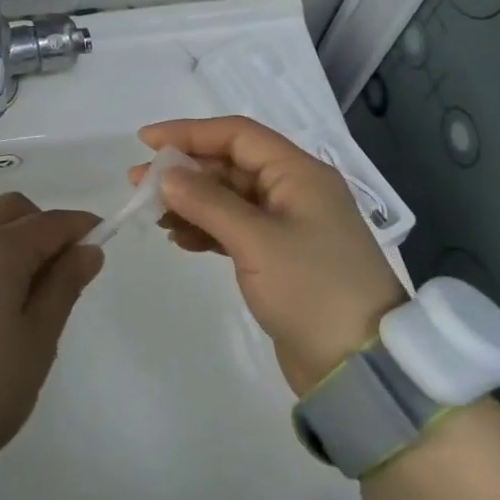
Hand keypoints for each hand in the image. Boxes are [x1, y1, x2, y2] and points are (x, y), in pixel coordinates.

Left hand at [0, 193, 102, 459]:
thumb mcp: (38, 339)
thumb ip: (64, 286)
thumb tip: (87, 249)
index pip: (50, 222)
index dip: (80, 227)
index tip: (101, 240)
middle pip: (11, 211)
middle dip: (42, 226)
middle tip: (59, 270)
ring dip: (11, 242)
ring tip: (24, 295)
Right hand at [134, 116, 404, 396]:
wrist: (361, 367)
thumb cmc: (312, 290)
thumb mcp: (256, 241)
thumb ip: (208, 203)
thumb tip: (166, 174)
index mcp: (299, 173)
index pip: (238, 135)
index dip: (190, 133)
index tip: (147, 141)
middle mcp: (295, 191)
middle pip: (231, 165)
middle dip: (185, 171)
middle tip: (139, 183)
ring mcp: (289, 226)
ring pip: (230, 198)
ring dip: (192, 202)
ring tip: (153, 216)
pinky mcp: (281, 258)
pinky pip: (235, 229)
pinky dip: (207, 229)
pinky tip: (180, 239)